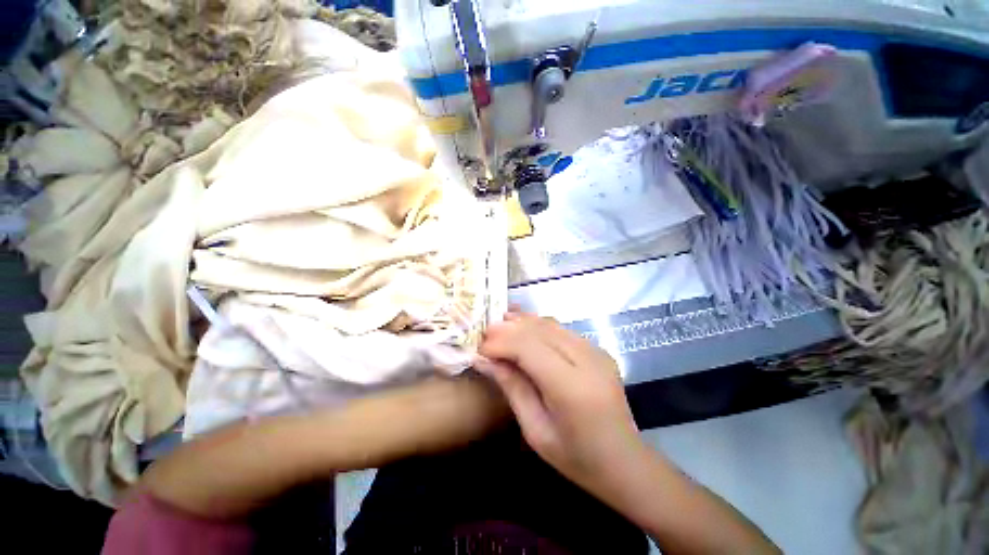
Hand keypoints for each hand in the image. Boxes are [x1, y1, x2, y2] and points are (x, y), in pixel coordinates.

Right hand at [475, 312, 648, 495]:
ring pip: (551, 324)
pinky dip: (538, 326)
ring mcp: (597, 351)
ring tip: (499, 326)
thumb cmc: (576, 457)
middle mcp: (587, 361)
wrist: (625, 462)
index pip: (529, 348)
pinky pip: (561, 330)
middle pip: (539, 330)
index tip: (479, 348)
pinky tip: (523, 329)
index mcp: (572, 388)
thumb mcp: (536, 430)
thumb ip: (512, 387)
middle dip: (508, 328)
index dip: (501, 342)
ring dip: (522, 322)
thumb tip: (484, 360)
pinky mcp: (598, 349)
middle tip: (485, 334)